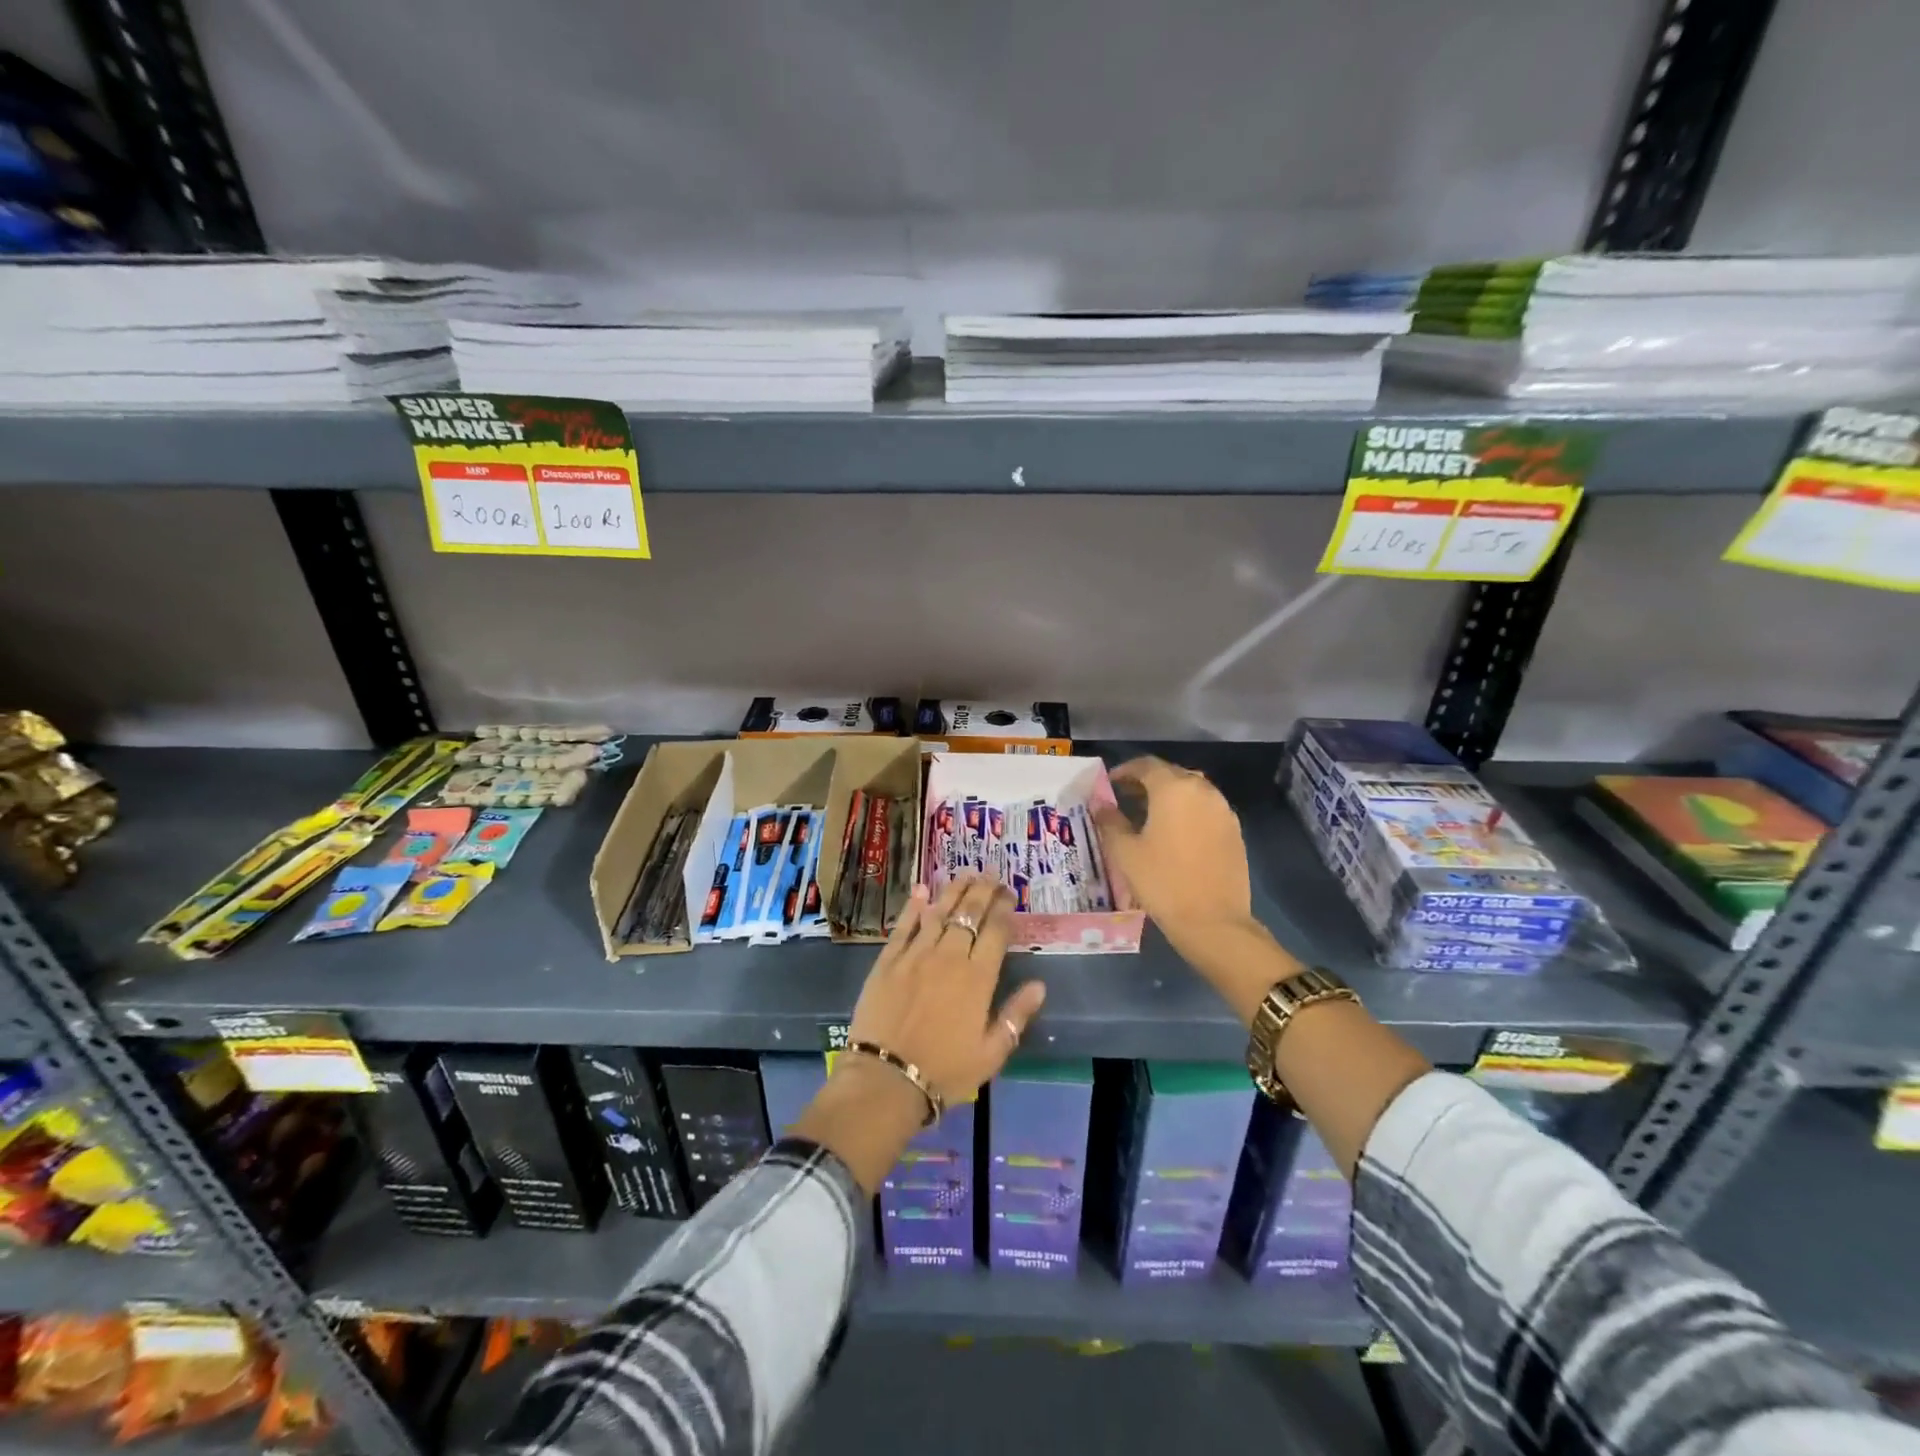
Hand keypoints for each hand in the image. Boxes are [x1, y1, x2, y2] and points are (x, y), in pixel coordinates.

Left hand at [796, 874, 1045, 1193]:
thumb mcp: (991, 1054)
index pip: (995, 932)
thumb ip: (1016, 1017)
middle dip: (982, 892)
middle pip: (968, 914)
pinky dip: (914, 906)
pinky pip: (903, 926)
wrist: (886, 1079)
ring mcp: (915, 955)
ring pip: (938, 912)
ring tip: (965, 875)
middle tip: (990, 876)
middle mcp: (949, 957)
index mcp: (978, 978)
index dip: (1004, 910)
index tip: (1009, 897)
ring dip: (953, 891)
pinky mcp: (888, 961)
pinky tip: (921, 890)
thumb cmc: (945, 1071)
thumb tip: (1039, 986)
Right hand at [1093, 756, 1253, 941]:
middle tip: (1125, 798)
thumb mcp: (1125, 852)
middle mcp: (1202, 790)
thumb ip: (1110, 821)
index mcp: (1173, 788)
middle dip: (1146, 782)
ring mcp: (1223, 810)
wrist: (1214, 921)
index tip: (1109, 784)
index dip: (1124, 771)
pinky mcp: (1234, 830)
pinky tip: (1174, 834)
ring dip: (1168, 796)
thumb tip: (1099, 804)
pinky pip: (1205, 809)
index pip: (1146, 765)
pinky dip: (1187, 811)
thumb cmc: (1162, 882)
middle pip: (1170, 774)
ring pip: (1191, 791)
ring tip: (1148, 816)